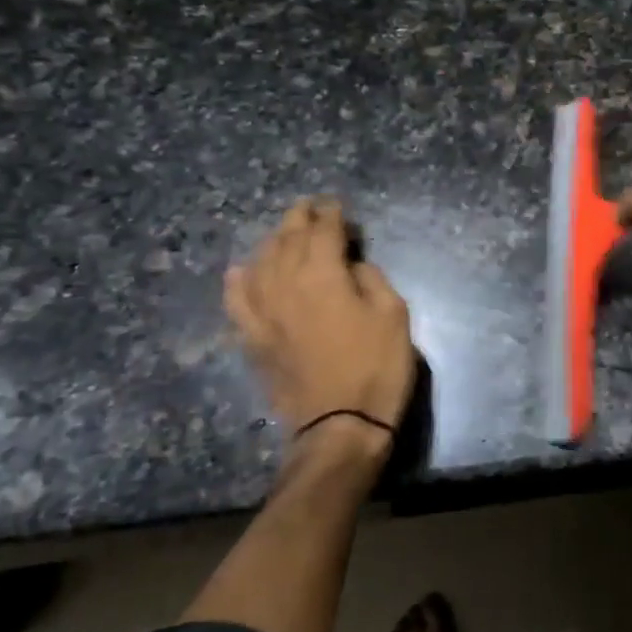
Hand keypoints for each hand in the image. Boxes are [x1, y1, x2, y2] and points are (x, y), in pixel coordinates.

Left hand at [224, 199, 414, 458]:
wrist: (339, 425)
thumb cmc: (377, 367)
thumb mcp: (394, 315)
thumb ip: (371, 278)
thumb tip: (351, 266)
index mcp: (323, 274)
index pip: (323, 230)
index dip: (331, 214)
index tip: (336, 206)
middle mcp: (286, 283)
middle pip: (287, 238)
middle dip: (299, 218)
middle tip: (310, 209)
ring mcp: (263, 311)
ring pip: (261, 262)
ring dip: (273, 242)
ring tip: (285, 235)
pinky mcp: (253, 337)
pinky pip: (237, 300)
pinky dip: (239, 281)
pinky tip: (242, 272)